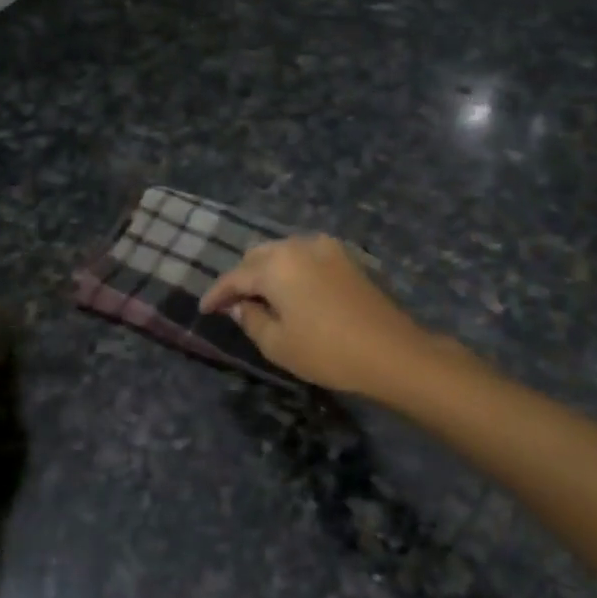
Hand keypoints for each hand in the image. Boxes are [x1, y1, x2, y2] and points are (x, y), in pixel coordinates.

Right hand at [200, 236, 439, 396]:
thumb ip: (252, 319)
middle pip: (259, 256)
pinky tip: (292, 291)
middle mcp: (299, 246)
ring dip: (268, 271)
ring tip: (262, 297)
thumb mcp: (278, 344)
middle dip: (243, 277)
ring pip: (284, 252)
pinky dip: (292, 270)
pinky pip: (306, 257)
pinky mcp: (347, 258)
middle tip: (233, 304)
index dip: (217, 294)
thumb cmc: (327, 351)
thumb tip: (241, 305)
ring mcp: (326, 248)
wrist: (391, 351)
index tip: (205, 309)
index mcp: (276, 265)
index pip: (235, 276)